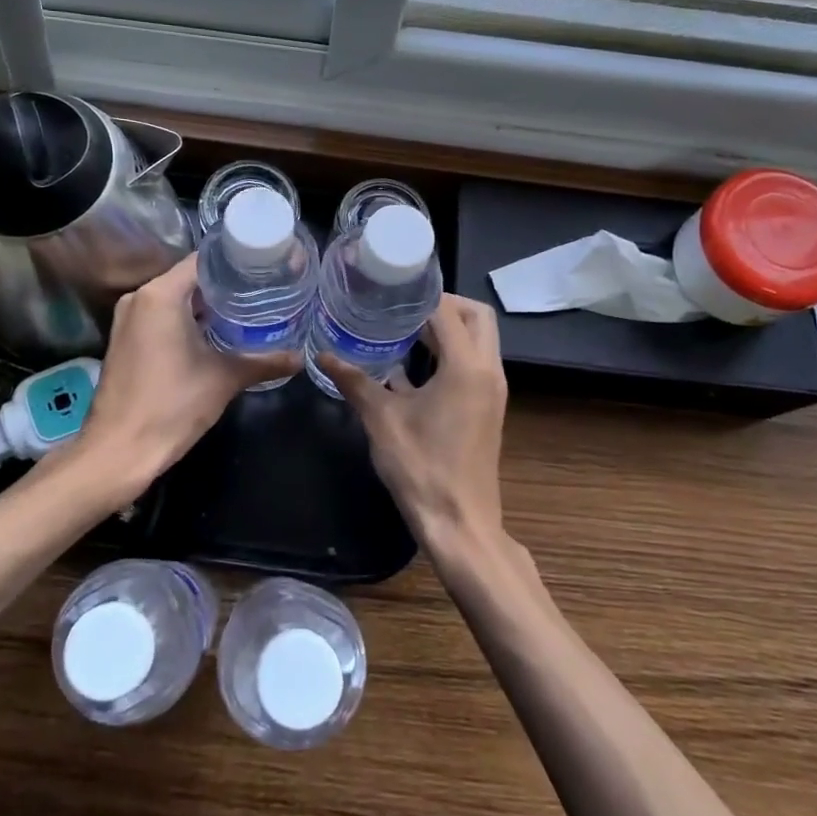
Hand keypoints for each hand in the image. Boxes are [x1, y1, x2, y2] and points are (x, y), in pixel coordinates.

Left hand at [75, 254, 298, 501]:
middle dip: (225, 285)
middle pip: (190, 278)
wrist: (119, 451)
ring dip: (206, 305)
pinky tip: (216, 333)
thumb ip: (264, 363)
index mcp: (160, 295)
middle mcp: (140, 298)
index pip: (204, 260)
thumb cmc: (171, 405)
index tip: (265, 268)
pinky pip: (161, 317)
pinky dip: (187, 320)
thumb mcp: (224, 379)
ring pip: (175, 299)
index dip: (236, 262)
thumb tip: (300, 358)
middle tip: (264, 290)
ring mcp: (128, 319)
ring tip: (247, 310)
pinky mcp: (125, 340)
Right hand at [322, 294, 508, 559]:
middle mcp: (488, 370)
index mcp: (467, 367)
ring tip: (402, 331)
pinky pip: (473, 363)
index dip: (420, 296)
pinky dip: (450, 354)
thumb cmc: (421, 469)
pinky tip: (410, 367)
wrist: (460, 525)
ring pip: (479, 340)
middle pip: (476, 316)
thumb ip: (355, 381)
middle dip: (443, 305)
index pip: (448, 310)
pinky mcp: (487, 407)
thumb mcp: (382, 421)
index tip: (389, 290)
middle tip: (402, 308)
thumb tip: (323, 356)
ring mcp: (492, 390)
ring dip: (447, 329)